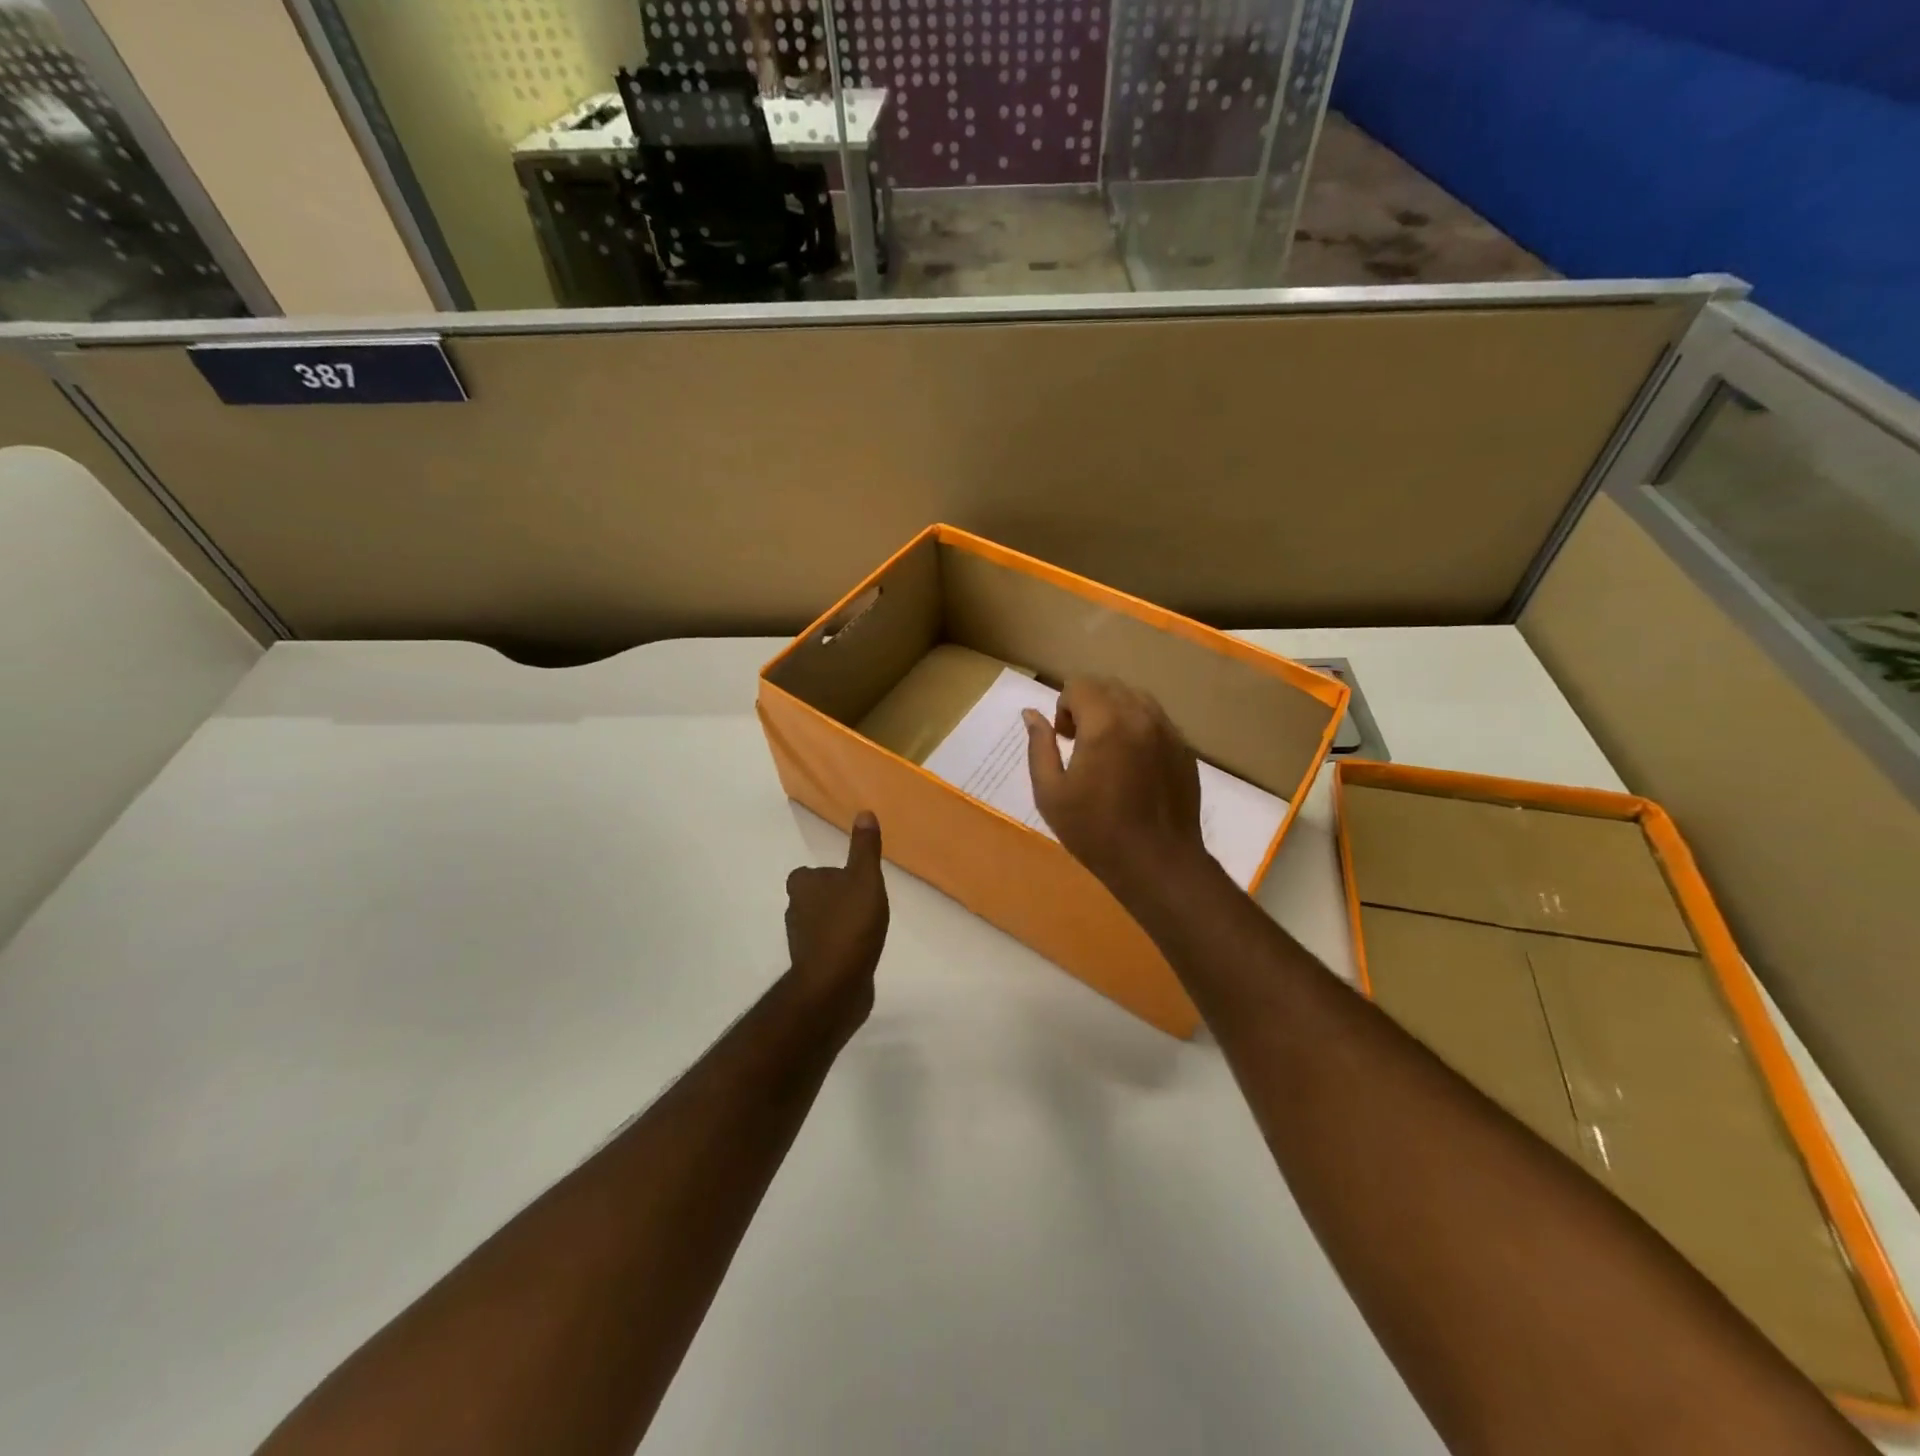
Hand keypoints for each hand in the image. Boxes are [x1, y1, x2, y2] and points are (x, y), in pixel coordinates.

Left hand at [784, 812, 889, 1032]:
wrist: (835, 985)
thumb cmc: (850, 924)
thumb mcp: (865, 878)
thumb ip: (864, 848)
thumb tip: (864, 812)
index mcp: (802, 885)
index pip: (808, 873)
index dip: (827, 875)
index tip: (850, 880)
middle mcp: (794, 910)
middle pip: (813, 898)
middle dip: (834, 899)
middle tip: (863, 902)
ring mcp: (801, 942)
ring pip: (819, 924)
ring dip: (838, 924)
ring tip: (866, 927)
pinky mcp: (810, 966)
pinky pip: (826, 949)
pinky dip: (840, 948)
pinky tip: (861, 951)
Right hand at [1023, 677, 1207, 902]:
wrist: (1157, 863)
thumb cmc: (1095, 831)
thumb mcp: (1050, 793)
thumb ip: (1039, 747)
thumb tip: (1032, 714)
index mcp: (1105, 723)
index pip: (1080, 685)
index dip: (1064, 707)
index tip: (1064, 740)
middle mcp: (1140, 716)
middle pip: (1109, 686)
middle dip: (1088, 705)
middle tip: (1081, 744)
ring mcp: (1168, 731)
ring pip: (1136, 699)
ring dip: (1115, 713)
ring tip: (1108, 752)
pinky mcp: (1184, 749)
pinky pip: (1157, 722)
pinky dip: (1139, 729)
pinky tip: (1134, 767)